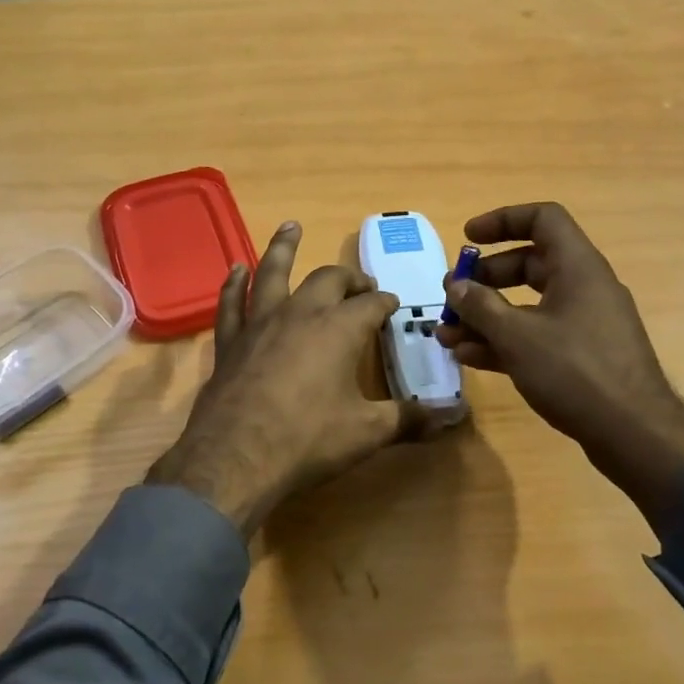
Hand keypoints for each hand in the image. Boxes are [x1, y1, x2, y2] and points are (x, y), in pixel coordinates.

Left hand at [147, 222, 423, 538]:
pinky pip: (232, 302)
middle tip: (359, 283)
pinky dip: (235, 284)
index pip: (371, 304)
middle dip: (348, 277)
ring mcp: (260, 323)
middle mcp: (301, 313)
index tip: (392, 304)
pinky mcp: (230, 341)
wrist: (236, 457)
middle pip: (328, 280)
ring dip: (283, 248)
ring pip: (272, 273)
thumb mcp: (367, 432)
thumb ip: (409, 419)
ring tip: (290, 227)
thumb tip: (453, 416)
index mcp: (339, 329)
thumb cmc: (308, 439)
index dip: (385, 302)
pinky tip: (237, 270)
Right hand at [434, 203, 683, 520]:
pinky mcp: (581, 356)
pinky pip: (537, 335)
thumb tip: (456, 285)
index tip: (468, 238)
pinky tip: (470, 357)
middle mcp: (583, 287)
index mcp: (578, 267)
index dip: (502, 220)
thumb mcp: (517, 336)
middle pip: (529, 264)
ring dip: (486, 316)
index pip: (542, 219)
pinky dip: (504, 340)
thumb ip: (481, 306)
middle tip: (452, 295)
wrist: (633, 433)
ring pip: (528, 305)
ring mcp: (584, 323)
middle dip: (485, 279)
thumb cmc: (575, 371)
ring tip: (447, 333)